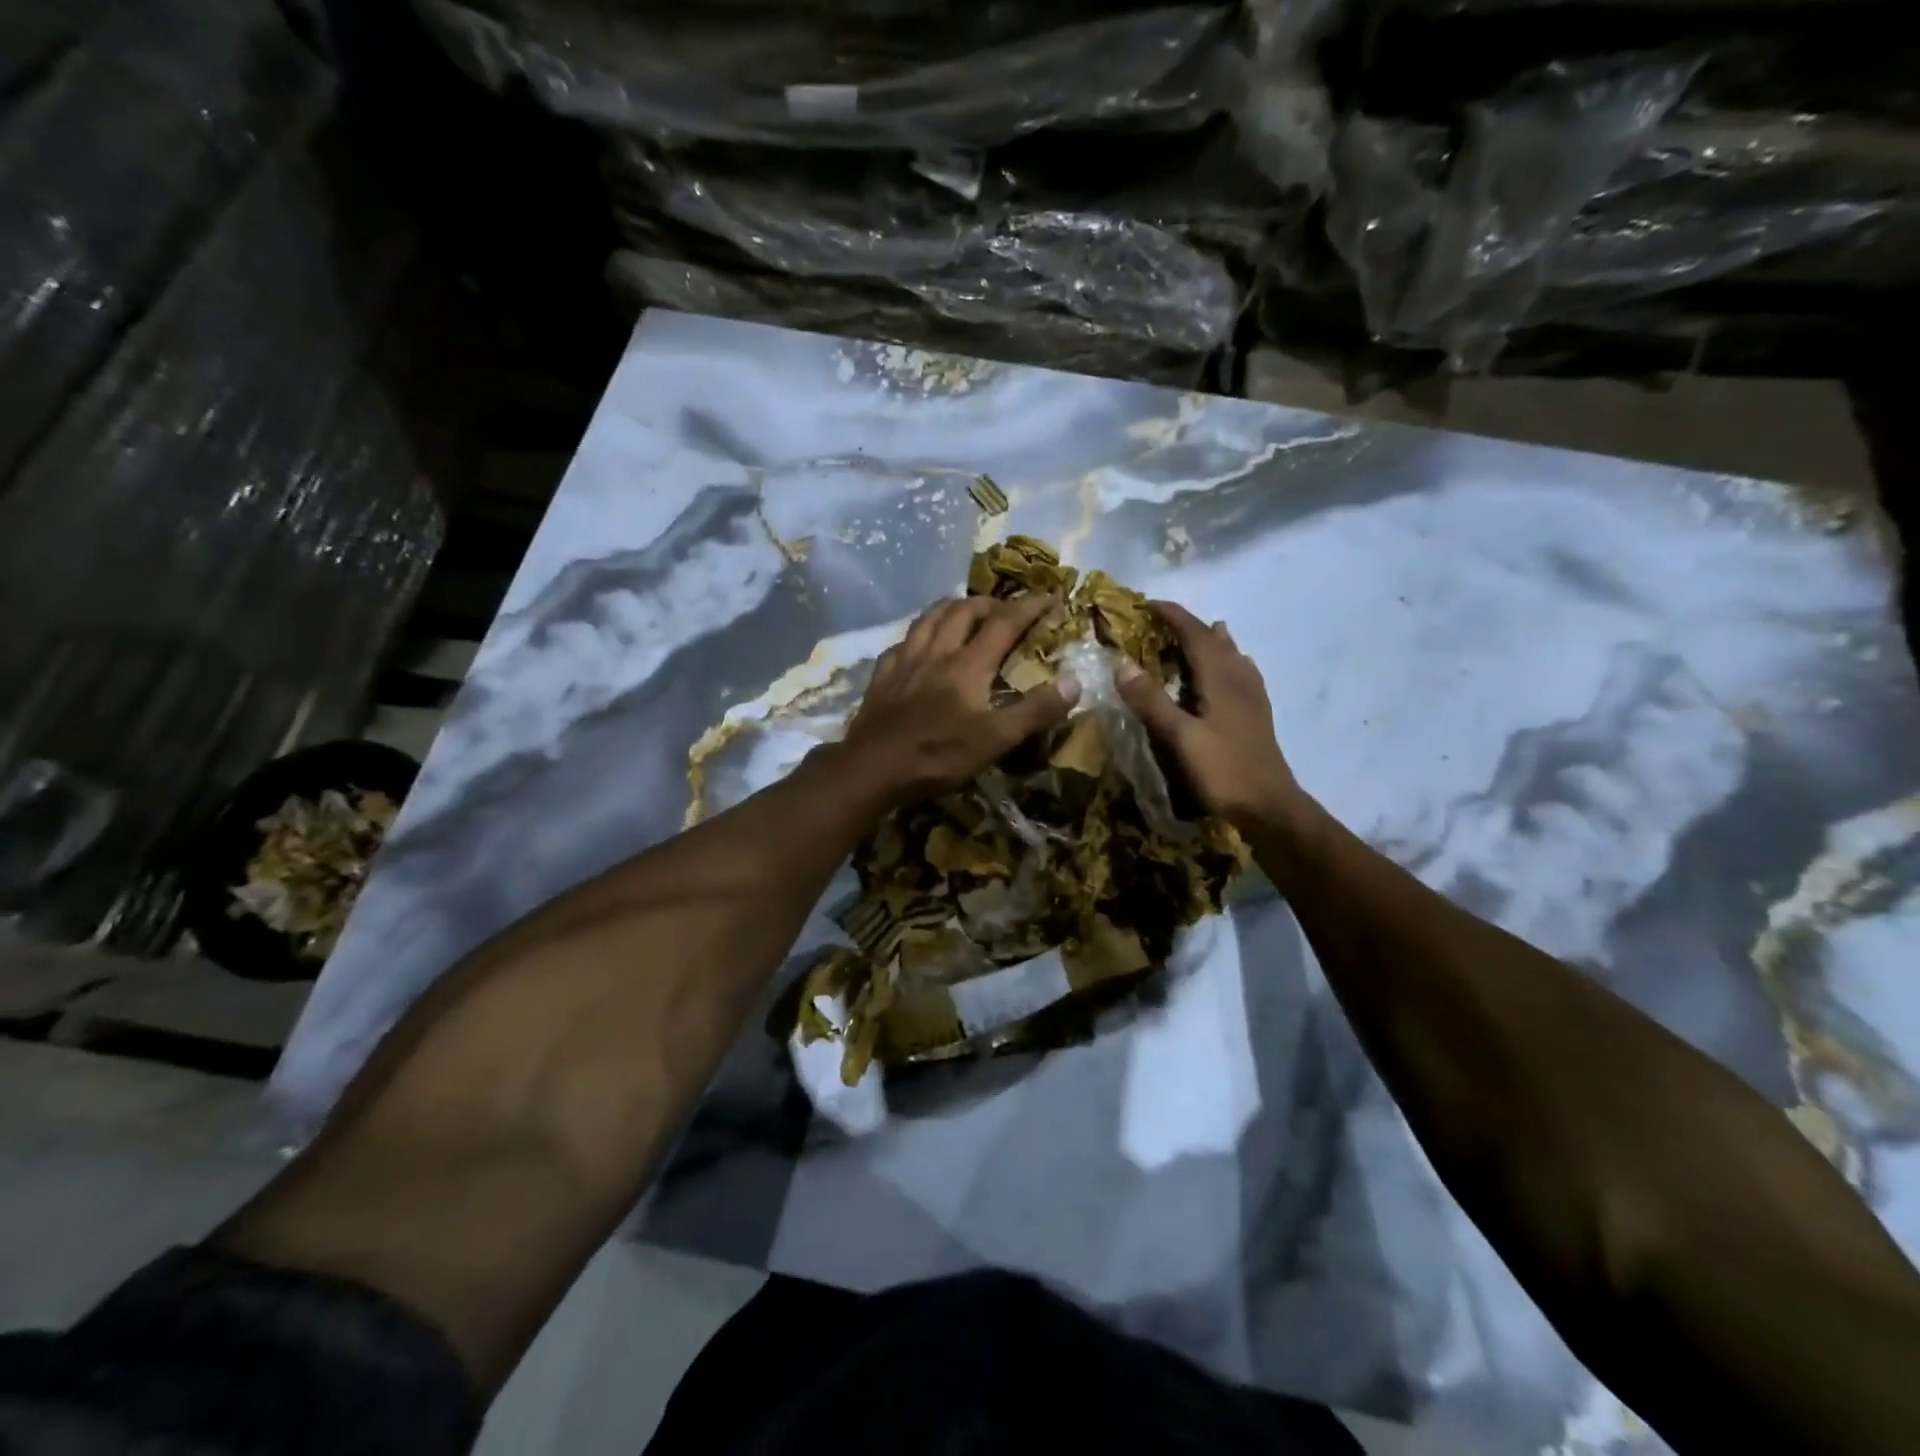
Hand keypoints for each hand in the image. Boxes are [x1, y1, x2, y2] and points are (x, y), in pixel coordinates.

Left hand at [840, 593, 1079, 808]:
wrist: (873, 768)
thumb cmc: (938, 755)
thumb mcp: (996, 740)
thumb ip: (1035, 710)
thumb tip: (1075, 682)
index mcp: (968, 664)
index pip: (1004, 623)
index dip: (1029, 606)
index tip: (1050, 596)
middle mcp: (936, 652)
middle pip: (962, 612)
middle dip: (988, 603)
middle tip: (1003, 608)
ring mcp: (904, 661)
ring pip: (928, 619)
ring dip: (950, 608)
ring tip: (962, 610)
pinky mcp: (881, 677)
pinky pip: (901, 643)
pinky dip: (917, 635)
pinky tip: (917, 645)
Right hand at [1115, 600, 1307, 830]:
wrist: (1269, 807)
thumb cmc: (1223, 771)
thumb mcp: (1179, 737)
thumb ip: (1151, 700)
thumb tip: (1122, 663)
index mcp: (1220, 679)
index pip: (1195, 634)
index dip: (1173, 616)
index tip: (1148, 603)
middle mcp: (1239, 680)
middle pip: (1216, 641)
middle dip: (1190, 626)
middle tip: (1164, 621)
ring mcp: (1253, 698)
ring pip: (1233, 657)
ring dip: (1213, 642)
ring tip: (1205, 632)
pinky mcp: (1257, 716)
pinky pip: (1242, 675)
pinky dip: (1230, 663)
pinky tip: (1233, 672)